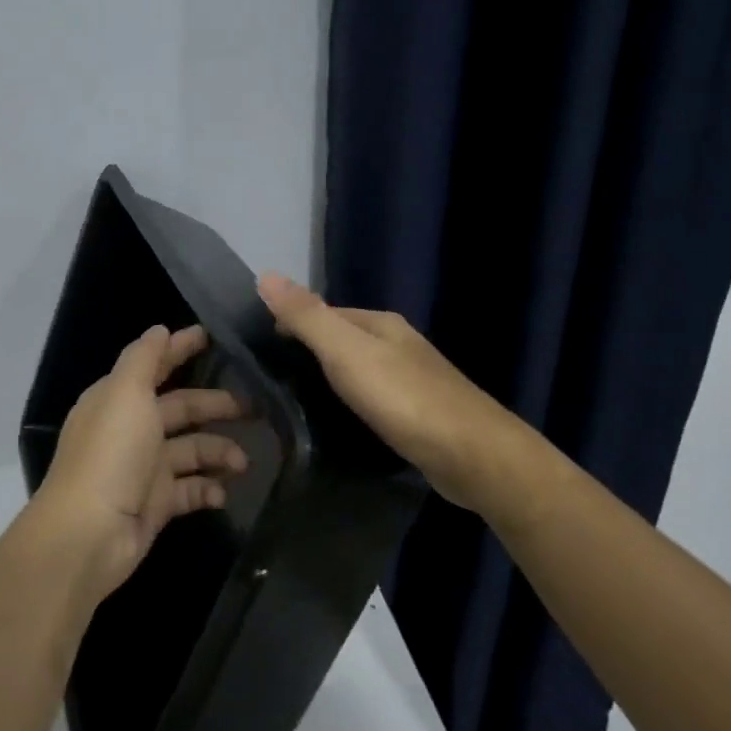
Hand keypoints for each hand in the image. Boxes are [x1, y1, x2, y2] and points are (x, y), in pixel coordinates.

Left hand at [33, 324, 247, 603]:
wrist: (90, 534)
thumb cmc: (110, 455)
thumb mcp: (125, 394)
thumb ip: (144, 359)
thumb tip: (160, 329)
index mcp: (118, 399)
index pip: (154, 366)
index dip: (180, 350)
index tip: (213, 337)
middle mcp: (131, 430)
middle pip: (181, 409)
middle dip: (216, 406)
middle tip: (255, 408)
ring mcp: (144, 469)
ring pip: (191, 450)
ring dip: (219, 452)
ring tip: (243, 462)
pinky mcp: (156, 504)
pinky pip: (191, 490)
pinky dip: (208, 489)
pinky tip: (222, 493)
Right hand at [256, 273, 512, 512]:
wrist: (471, 454)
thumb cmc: (403, 398)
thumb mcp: (346, 352)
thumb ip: (307, 317)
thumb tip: (265, 275)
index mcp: (382, 324)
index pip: (326, 313)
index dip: (292, 325)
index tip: (260, 350)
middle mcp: (399, 345)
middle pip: (343, 341)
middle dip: (310, 354)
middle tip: (271, 382)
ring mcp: (413, 381)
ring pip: (359, 371)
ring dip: (330, 381)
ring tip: (295, 403)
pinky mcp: (418, 415)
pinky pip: (373, 400)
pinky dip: (351, 404)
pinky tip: (339, 423)